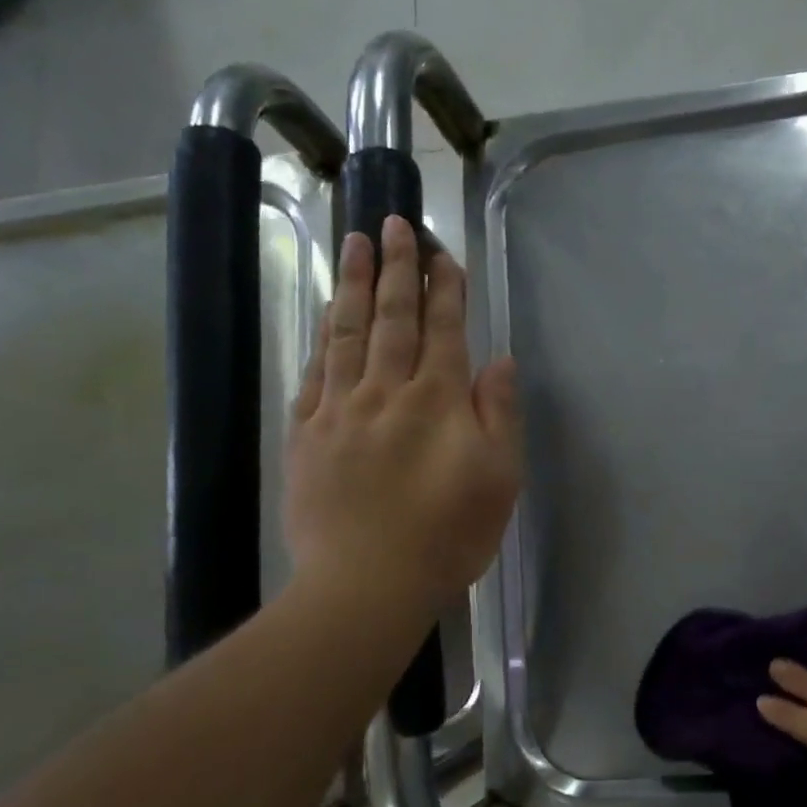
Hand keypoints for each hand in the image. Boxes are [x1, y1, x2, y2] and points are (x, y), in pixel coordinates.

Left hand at [283, 216, 521, 609]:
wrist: (366, 583)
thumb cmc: (447, 535)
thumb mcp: (499, 479)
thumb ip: (499, 414)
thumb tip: (498, 361)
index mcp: (438, 401)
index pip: (444, 330)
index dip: (446, 290)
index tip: (444, 254)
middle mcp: (386, 391)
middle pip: (393, 318)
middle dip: (398, 269)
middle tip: (395, 222)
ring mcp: (340, 410)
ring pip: (348, 333)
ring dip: (355, 285)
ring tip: (356, 243)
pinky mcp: (306, 435)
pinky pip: (315, 371)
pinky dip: (323, 336)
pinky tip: (326, 315)